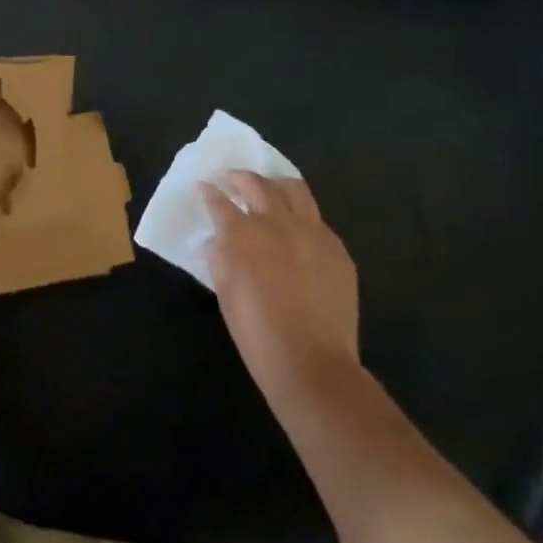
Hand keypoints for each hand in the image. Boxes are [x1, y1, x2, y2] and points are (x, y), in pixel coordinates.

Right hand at [200, 171, 360, 412]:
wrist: (313, 365)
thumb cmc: (258, 335)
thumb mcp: (225, 296)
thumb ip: (220, 261)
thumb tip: (219, 242)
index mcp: (245, 236)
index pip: (221, 203)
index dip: (210, 193)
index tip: (204, 187)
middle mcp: (278, 225)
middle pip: (257, 185)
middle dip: (240, 178)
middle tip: (231, 179)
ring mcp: (313, 234)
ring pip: (294, 190)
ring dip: (275, 184)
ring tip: (268, 188)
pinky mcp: (338, 249)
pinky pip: (317, 220)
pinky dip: (301, 215)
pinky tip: (296, 229)